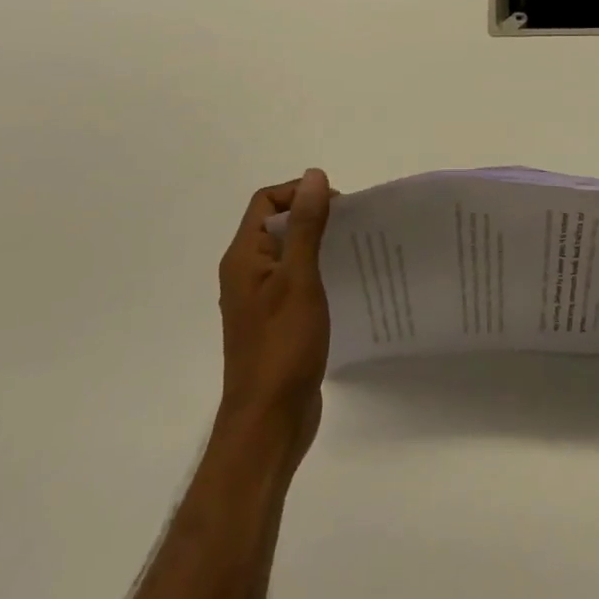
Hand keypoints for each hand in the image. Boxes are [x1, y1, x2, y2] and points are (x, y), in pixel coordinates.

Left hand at [217, 170, 333, 460]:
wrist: (268, 423)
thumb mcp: (299, 278)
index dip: (300, 193)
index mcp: (244, 257)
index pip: (266, 201)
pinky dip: (316, 272)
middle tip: (351, 226)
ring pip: (288, 253)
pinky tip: (343, 283)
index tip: (338, 204)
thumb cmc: (282, 346)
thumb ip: (307, 226)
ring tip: (353, 250)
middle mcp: (246, 273)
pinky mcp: (275, 321)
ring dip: (317, 244)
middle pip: (277, 224)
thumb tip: (314, 176)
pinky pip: (294, 281)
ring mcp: (259, 299)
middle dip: (313, 216)